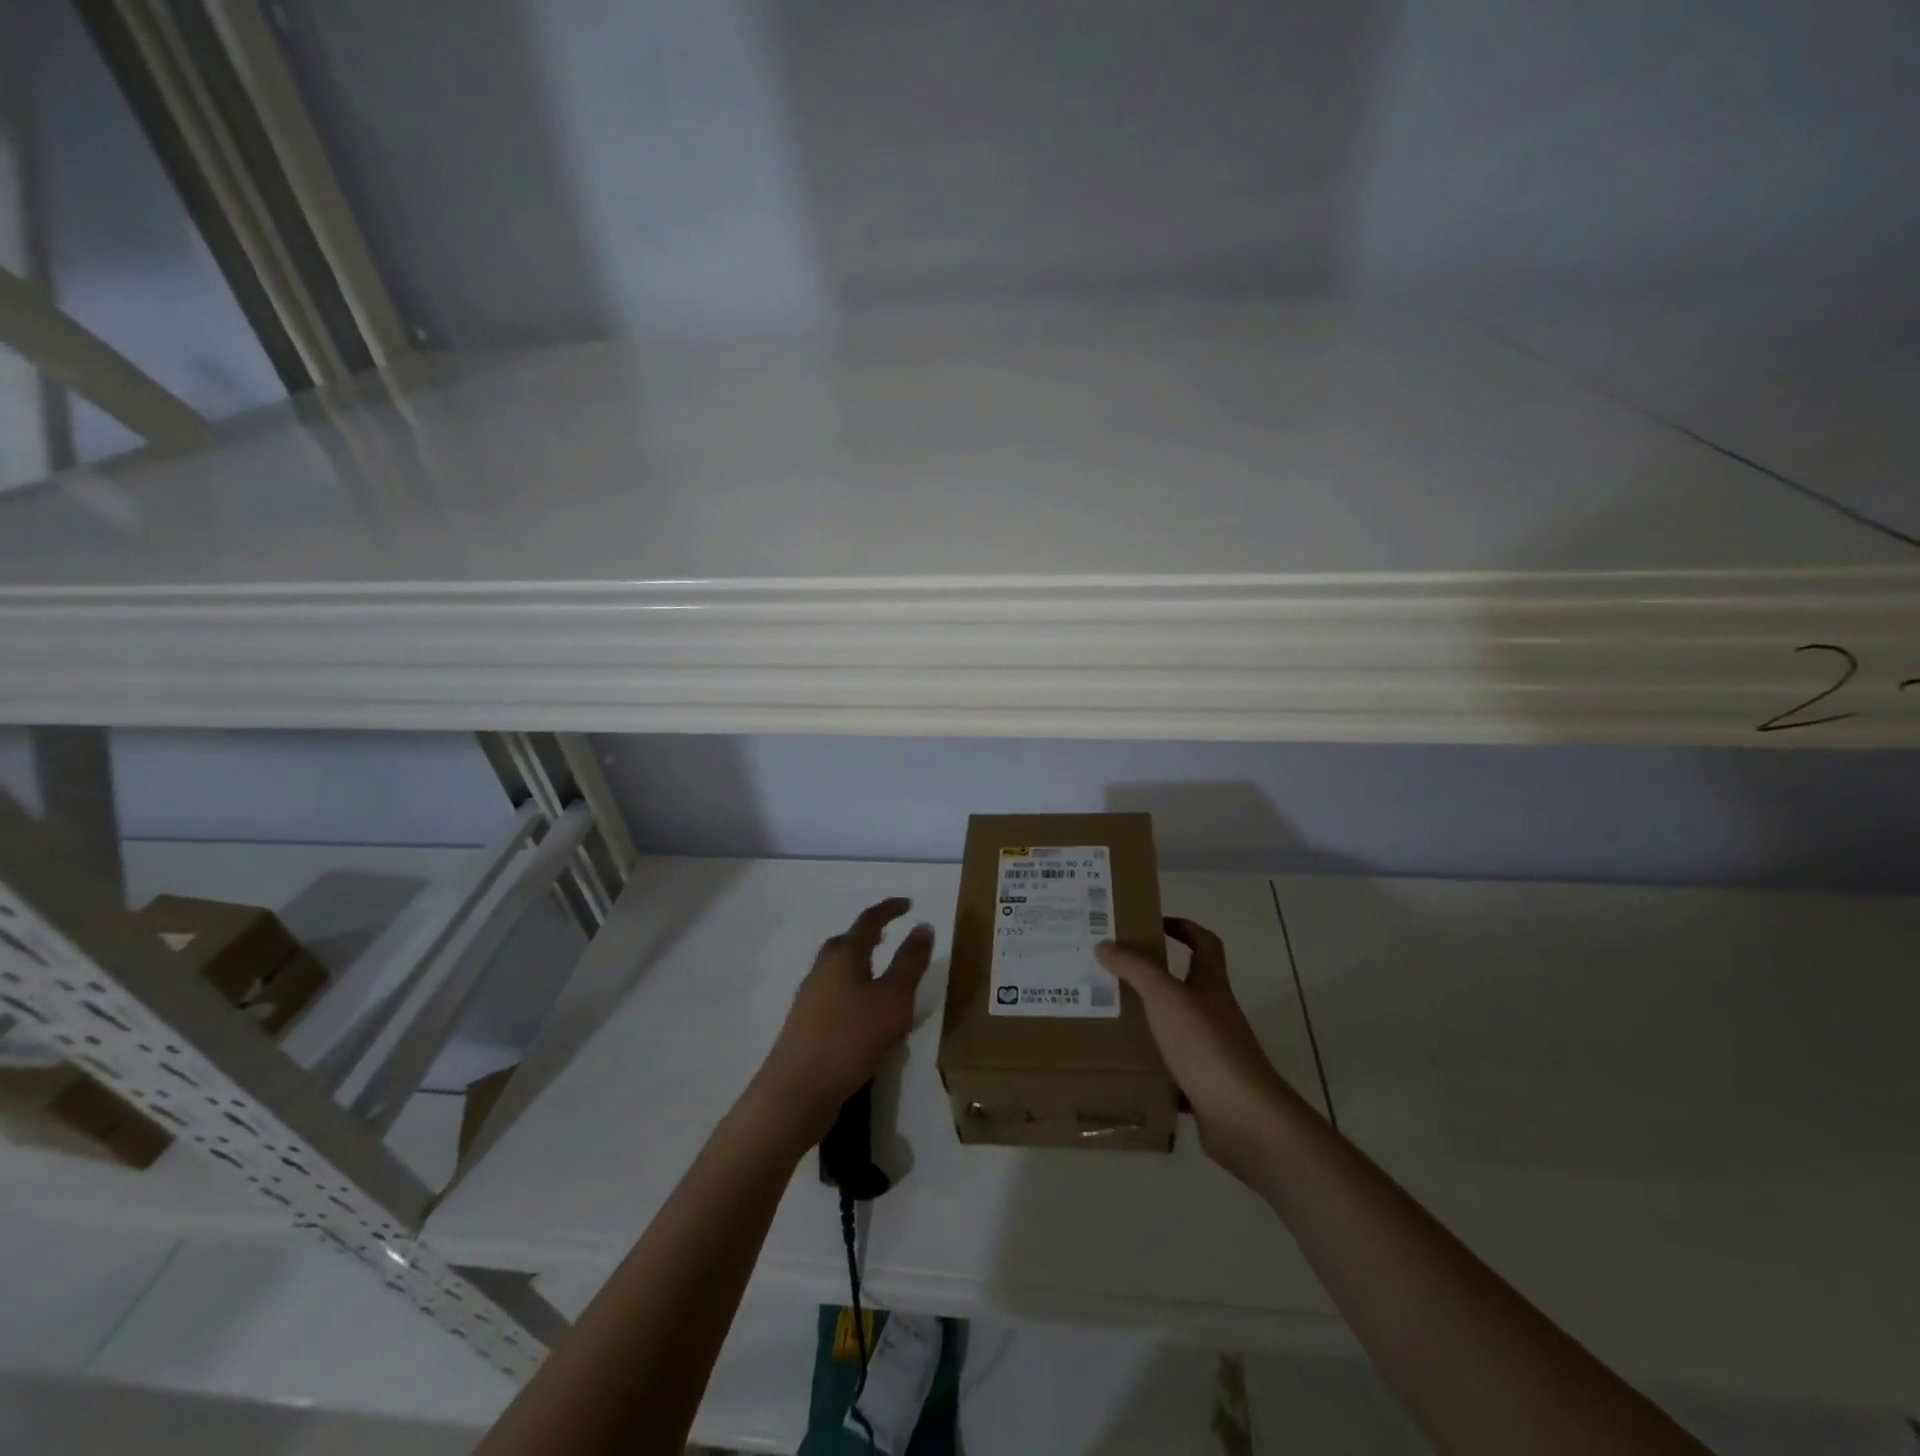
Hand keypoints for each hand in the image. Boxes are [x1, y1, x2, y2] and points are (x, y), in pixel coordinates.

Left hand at [753, 898, 933, 1140]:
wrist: (796, 1092)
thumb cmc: (850, 1038)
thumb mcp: (893, 1000)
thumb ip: (910, 963)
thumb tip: (923, 927)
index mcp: (844, 957)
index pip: (868, 922)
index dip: (889, 910)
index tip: (908, 904)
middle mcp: (822, 971)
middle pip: (845, 943)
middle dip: (868, 936)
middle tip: (889, 936)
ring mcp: (810, 999)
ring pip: (837, 970)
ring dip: (858, 965)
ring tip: (881, 976)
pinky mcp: (806, 1026)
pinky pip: (833, 996)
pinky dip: (852, 992)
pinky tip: (864, 1015)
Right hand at [1097, 918, 1291, 1183]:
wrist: (1244, 1118)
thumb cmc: (1206, 1045)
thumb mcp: (1165, 997)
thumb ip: (1135, 968)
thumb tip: (1105, 943)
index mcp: (1210, 984)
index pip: (1204, 943)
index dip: (1183, 927)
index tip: (1151, 923)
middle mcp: (1213, 1012)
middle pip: (1185, 983)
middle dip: (1150, 974)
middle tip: (1111, 969)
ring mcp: (1211, 1050)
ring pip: (1174, 1025)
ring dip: (1146, 1017)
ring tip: (1106, 1013)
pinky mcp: (1203, 1084)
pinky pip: (1170, 1066)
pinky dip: (1149, 1062)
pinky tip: (1121, 1063)